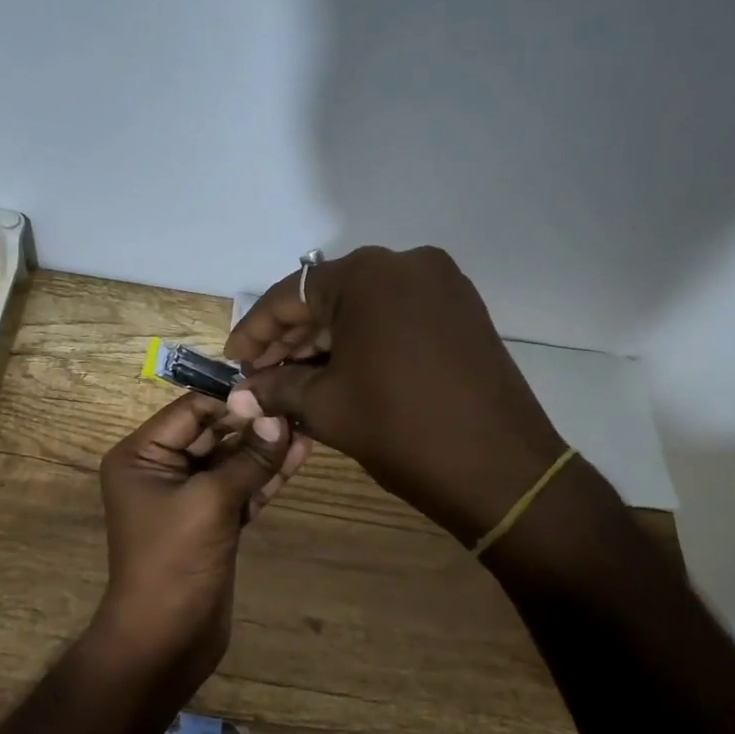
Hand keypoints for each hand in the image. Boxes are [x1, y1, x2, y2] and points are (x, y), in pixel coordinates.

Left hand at [93, 392, 308, 687]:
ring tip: (308, 426)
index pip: (190, 410)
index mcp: (142, 455)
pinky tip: (299, 456)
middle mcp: (161, 468)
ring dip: (265, 448)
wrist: (166, 639)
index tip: (275, 391)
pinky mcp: (212, 521)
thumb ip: (247, 458)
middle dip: (254, 423)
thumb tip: (280, 418)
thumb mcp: (210, 501)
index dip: (232, 400)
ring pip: (231, 461)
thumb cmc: (174, 560)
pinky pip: (240, 488)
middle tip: (298, 406)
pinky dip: (266, 475)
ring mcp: (188, 496)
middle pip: (213, 432)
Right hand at [224, 246, 564, 544]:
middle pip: (329, 297)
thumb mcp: (326, 406)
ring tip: (293, 378)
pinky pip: (396, 316)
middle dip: (291, 338)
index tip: (233, 361)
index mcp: (367, 275)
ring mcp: (440, 284)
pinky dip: (363, 340)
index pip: (292, 295)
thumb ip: (276, 388)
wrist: (501, 469)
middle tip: (260, 375)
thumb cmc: (401, 429)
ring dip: (326, 340)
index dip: (255, 331)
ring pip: (363, 307)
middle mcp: (405, 263)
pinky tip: (338, 370)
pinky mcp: (461, 309)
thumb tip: (240, 392)